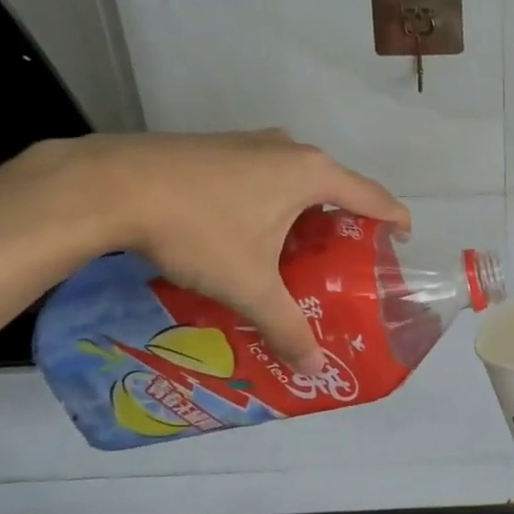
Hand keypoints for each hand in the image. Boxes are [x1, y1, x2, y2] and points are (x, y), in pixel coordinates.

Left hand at [67, 131, 409, 371]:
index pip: (373, 197)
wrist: (112, 185)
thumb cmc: (198, 229)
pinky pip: (264, 174)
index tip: (401, 243)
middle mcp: (289, 149)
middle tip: (342, 263)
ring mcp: (251, 142)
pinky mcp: (219, 146)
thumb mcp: (248, 285)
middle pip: (336, 186)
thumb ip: (287, 326)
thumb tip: (314, 371)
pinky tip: (248, 232)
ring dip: (305, 212)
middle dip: (345, 223)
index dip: (394, 220)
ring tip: (296, 252)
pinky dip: (272, 201)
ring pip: (296, 179)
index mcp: (312, 174)